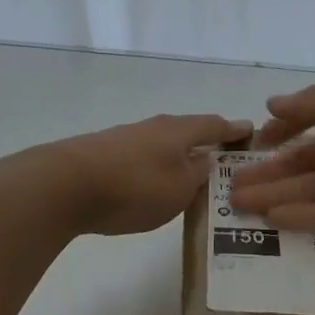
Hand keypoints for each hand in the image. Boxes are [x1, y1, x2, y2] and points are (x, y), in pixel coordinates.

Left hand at [38, 113, 252, 236]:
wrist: (63, 185)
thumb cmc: (134, 187)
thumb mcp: (179, 189)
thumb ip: (197, 175)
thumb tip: (206, 161)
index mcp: (179, 131)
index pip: (215, 125)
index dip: (235, 130)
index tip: (251, 132)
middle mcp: (154, 127)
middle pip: (188, 132)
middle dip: (207, 144)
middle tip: (224, 161)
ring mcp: (126, 138)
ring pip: (163, 146)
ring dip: (179, 158)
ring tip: (190, 178)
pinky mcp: (103, 155)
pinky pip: (142, 159)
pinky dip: (155, 168)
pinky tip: (153, 185)